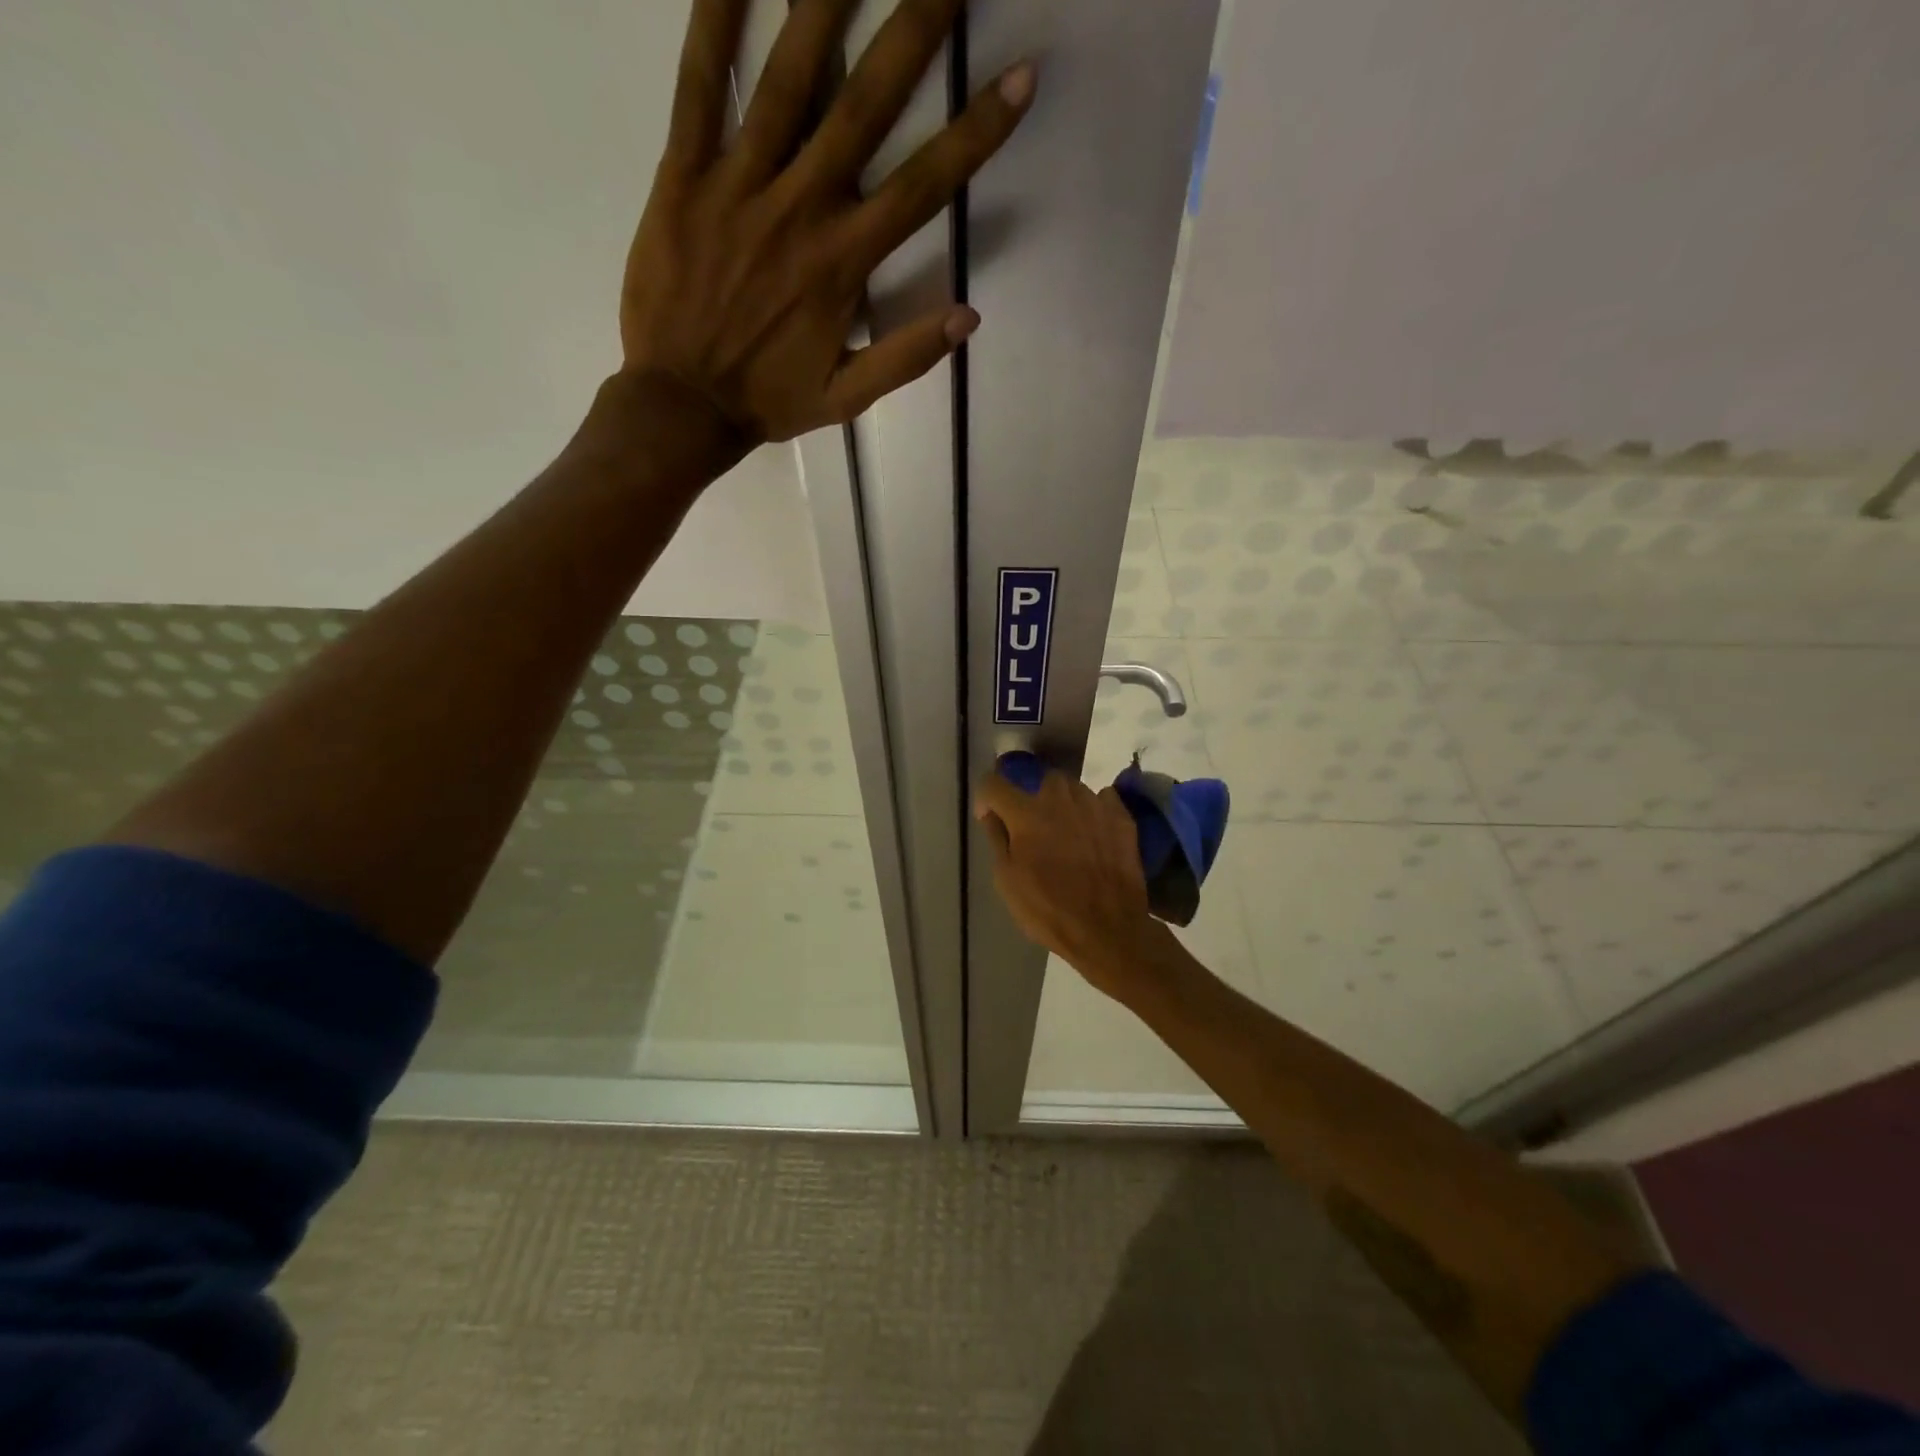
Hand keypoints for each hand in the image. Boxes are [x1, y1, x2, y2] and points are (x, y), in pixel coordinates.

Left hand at [619, 0, 1034, 451]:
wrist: (680, 405)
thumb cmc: (769, 400)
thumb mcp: (847, 398)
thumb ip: (906, 357)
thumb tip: (968, 316)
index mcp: (843, 264)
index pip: (923, 186)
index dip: (977, 131)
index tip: (1020, 74)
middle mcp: (800, 209)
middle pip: (865, 106)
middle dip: (914, 28)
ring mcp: (738, 185)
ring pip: (787, 77)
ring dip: (825, 0)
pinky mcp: (683, 175)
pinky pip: (698, 87)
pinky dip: (714, 21)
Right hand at [973, 763, 1170, 997]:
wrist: (1108, 930)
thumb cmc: (1048, 909)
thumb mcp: (1007, 880)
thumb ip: (996, 838)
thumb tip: (991, 812)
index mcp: (1026, 812)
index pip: (994, 783)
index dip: (987, 799)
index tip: (991, 818)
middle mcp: (1060, 797)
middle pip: (1038, 780)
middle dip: (1031, 797)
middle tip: (1033, 827)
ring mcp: (1094, 804)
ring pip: (1072, 788)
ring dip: (1063, 803)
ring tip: (1066, 831)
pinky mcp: (1121, 816)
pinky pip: (1102, 799)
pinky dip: (1094, 810)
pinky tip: (1094, 833)